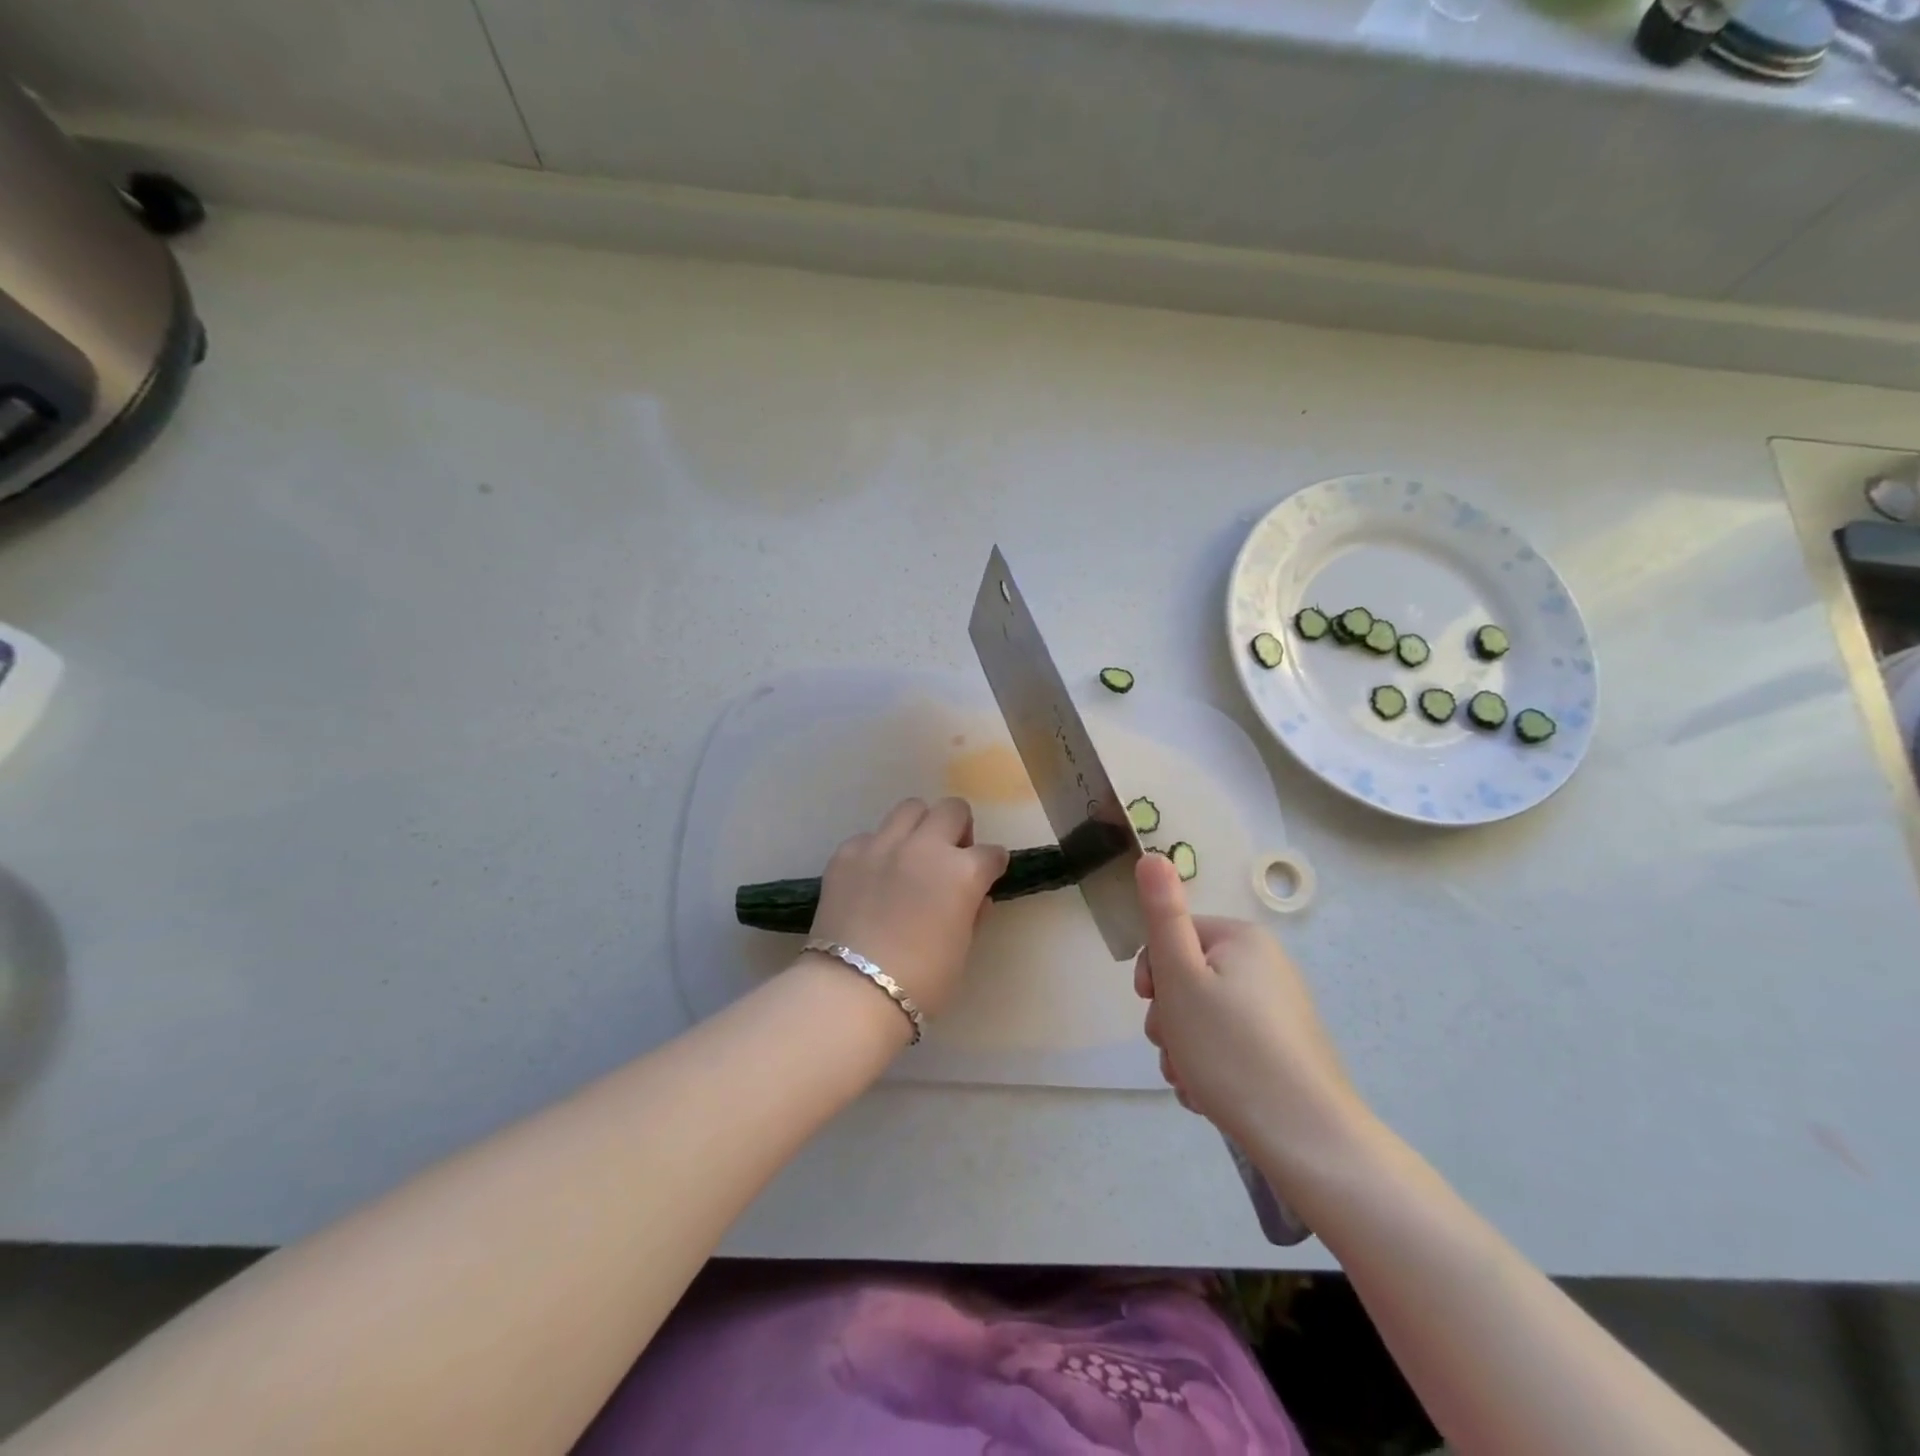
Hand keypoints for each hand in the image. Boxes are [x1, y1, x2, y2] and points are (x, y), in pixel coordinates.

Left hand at [809, 797, 1008, 1017]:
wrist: (853, 990)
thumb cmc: (921, 981)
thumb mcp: (962, 949)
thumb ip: (972, 913)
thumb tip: (974, 898)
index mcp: (962, 872)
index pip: (991, 852)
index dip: (992, 864)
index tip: (988, 874)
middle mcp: (925, 846)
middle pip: (952, 809)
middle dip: (959, 828)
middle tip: (951, 856)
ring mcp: (882, 844)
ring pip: (910, 808)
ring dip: (920, 827)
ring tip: (912, 856)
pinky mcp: (847, 853)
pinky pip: (870, 837)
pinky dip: (878, 851)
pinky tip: (873, 878)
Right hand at [1133, 853, 1366, 1168]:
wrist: (1308, 1140)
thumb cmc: (1231, 1049)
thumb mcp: (1181, 977)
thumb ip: (1162, 914)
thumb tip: (1152, 855)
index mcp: (1242, 939)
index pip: (1172, 936)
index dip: (1153, 973)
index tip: (1151, 1006)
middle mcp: (1265, 965)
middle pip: (1188, 978)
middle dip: (1169, 1017)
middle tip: (1174, 1049)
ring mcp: (1278, 1009)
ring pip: (1203, 1015)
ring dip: (1184, 1046)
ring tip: (1191, 1080)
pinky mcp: (1285, 1048)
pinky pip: (1229, 1043)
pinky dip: (1210, 1064)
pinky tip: (1210, 1095)